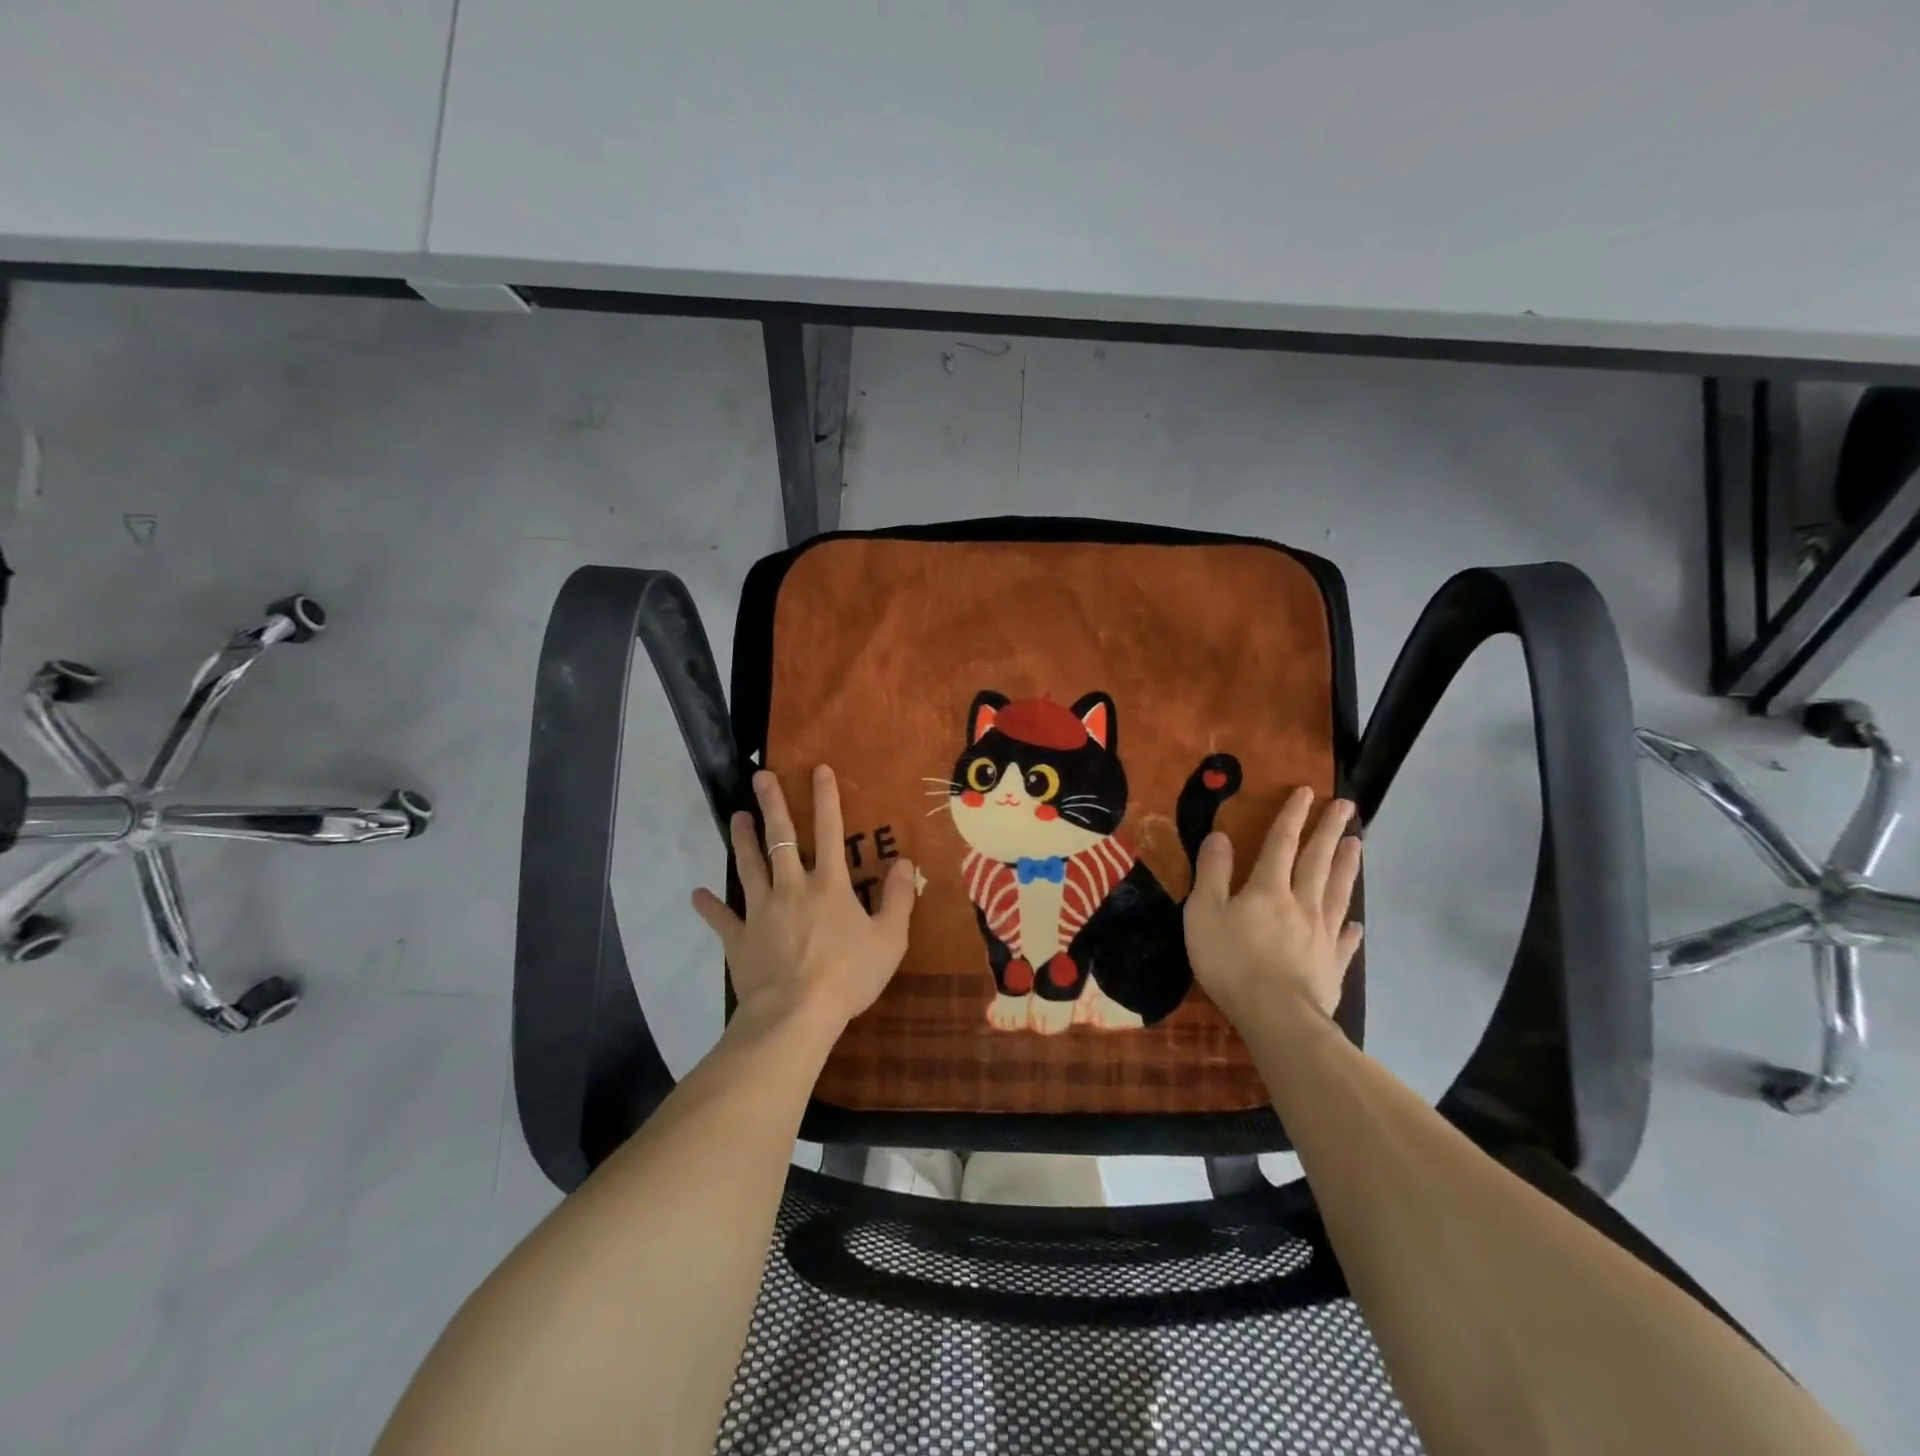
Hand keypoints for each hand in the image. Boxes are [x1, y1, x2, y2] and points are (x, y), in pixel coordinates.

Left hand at [692, 765, 916, 1032]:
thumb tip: (906, 862)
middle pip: (781, 838)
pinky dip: (709, 906)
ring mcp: (761, 911)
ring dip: (743, 840)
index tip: (818, 769)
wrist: (797, 1013)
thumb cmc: (849, 975)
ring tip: (736, 816)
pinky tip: (698, 894)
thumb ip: (899, 898)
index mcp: (829, 884)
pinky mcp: (740, 938)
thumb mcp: (890, 938)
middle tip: (760, 777)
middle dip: (772, 804)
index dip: (826, 798)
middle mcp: (792, 887)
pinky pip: (722, 918)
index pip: (830, 831)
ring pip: (750, 866)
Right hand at [1185, 786, 1362, 1026]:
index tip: (1307, 791)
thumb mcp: (1205, 911)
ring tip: (1358, 844)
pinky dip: (1351, 928)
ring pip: (1338, 892)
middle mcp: (1301, 903)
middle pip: (1318, 860)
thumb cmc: (1232, 961)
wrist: (1277, 1016)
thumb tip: (1220, 835)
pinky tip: (1358, 923)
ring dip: (1347, 866)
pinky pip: (1344, 940)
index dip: (1292, 816)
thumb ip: (1212, 872)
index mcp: (1268, 888)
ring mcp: (1322, 935)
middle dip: (1329, 831)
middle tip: (1347, 806)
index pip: (1281, 843)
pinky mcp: (1331, 965)